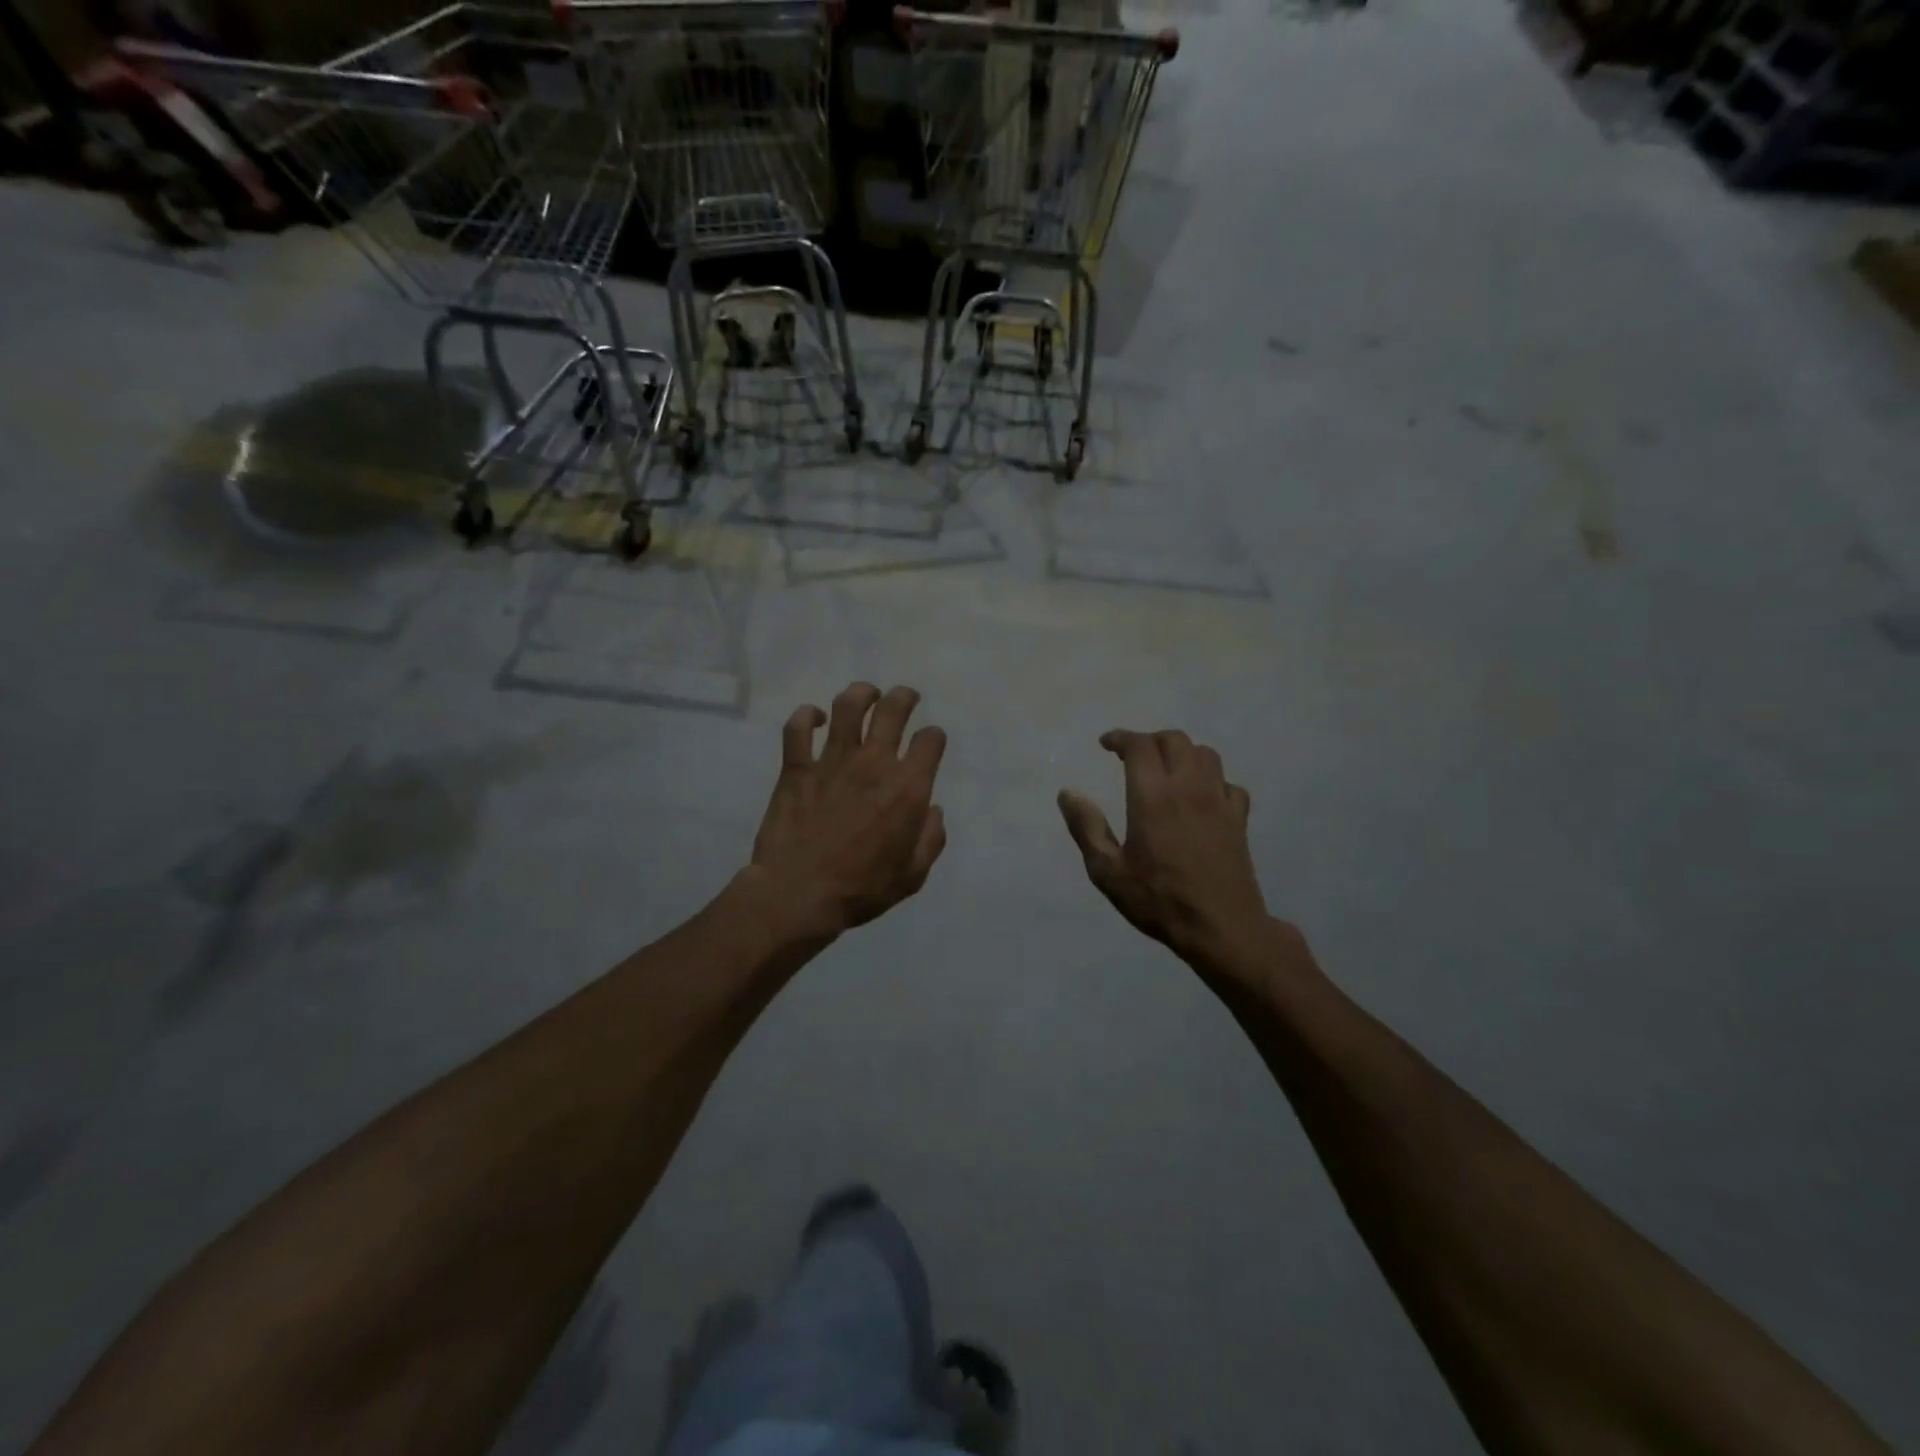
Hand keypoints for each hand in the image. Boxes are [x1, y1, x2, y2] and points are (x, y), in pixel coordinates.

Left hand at [750, 683, 947, 938]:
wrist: (799, 895)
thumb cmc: (862, 889)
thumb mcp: (913, 875)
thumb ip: (931, 838)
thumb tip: (932, 810)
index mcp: (907, 787)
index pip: (931, 740)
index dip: (934, 737)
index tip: (929, 745)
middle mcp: (874, 763)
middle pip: (893, 709)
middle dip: (904, 697)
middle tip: (905, 698)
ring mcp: (832, 760)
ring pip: (848, 705)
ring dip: (861, 693)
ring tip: (866, 695)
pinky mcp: (797, 767)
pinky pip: (798, 727)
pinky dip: (806, 716)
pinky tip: (814, 718)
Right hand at [1058, 730, 1267, 960]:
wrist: (1222, 928)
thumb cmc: (1158, 900)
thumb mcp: (1108, 871)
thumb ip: (1086, 827)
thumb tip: (1067, 793)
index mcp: (1153, 797)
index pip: (1140, 746)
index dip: (1120, 738)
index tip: (1105, 744)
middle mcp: (1188, 788)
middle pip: (1174, 740)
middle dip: (1150, 740)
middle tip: (1132, 756)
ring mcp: (1219, 801)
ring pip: (1205, 754)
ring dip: (1182, 753)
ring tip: (1166, 769)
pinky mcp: (1239, 819)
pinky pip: (1228, 783)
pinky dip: (1212, 780)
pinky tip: (1201, 797)